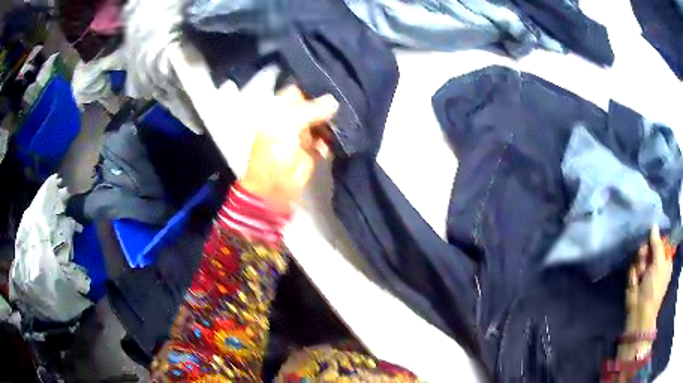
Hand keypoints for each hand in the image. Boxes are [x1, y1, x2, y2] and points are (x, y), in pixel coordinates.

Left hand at [240, 86, 337, 213]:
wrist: (275, 185)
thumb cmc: (275, 150)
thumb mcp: (289, 123)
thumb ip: (312, 109)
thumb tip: (334, 101)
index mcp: (280, 109)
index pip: (299, 90)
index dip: (313, 86)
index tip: (334, 81)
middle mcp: (293, 118)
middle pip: (314, 105)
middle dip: (328, 103)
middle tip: (348, 96)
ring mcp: (304, 133)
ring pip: (323, 121)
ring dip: (334, 120)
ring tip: (350, 114)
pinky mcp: (314, 148)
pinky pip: (328, 138)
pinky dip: (335, 136)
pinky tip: (344, 132)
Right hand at [618, 226, 673, 360]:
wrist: (639, 313)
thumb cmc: (654, 289)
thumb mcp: (659, 264)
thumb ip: (657, 244)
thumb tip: (654, 226)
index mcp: (665, 259)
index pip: (663, 240)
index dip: (658, 237)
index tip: (653, 237)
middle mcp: (657, 262)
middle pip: (651, 245)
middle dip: (646, 251)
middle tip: (645, 259)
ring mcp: (646, 270)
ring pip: (641, 254)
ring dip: (640, 262)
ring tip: (640, 273)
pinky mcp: (636, 276)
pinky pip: (634, 266)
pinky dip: (634, 272)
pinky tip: (635, 280)